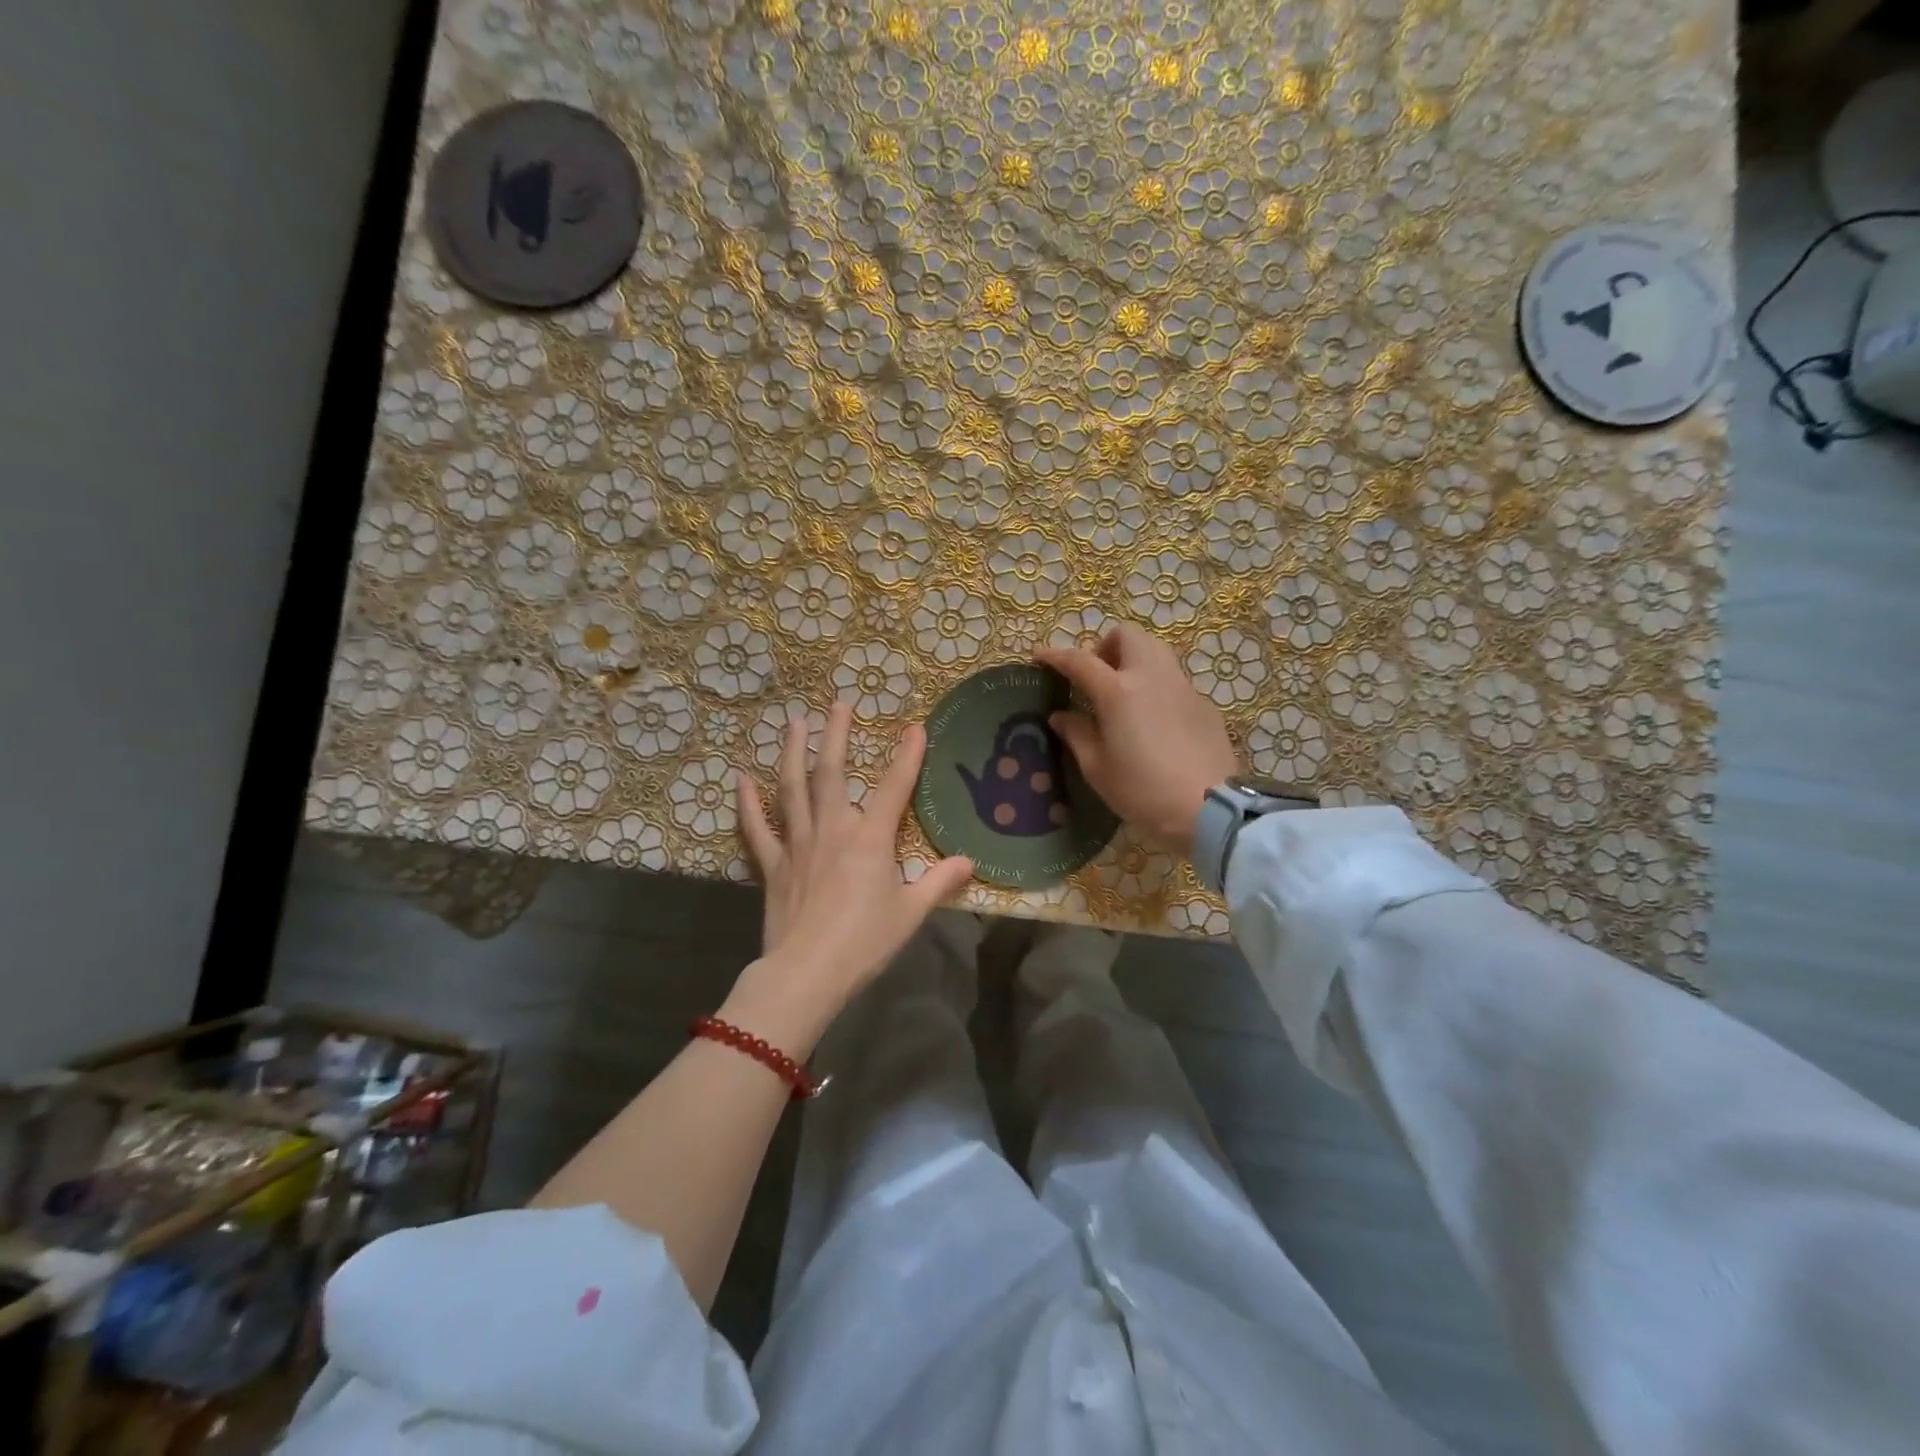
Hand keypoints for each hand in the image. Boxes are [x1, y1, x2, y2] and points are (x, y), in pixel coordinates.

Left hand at [730, 703, 973, 1051]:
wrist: (808, 973)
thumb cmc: (865, 942)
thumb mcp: (911, 913)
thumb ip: (940, 882)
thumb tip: (969, 862)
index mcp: (871, 838)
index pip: (895, 787)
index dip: (908, 755)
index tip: (915, 726)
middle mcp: (833, 829)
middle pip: (833, 772)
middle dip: (837, 734)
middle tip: (838, 703)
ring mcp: (798, 842)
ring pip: (792, 787)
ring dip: (793, 752)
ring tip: (794, 722)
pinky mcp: (773, 864)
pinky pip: (756, 827)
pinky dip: (748, 803)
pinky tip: (742, 779)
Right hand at [1035, 623, 1240, 858]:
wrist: (1210, 809)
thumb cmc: (1143, 791)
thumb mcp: (1097, 769)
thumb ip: (1077, 735)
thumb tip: (1061, 716)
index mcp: (1118, 691)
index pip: (1079, 660)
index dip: (1056, 656)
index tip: (1040, 657)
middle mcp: (1151, 677)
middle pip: (1127, 636)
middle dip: (1105, 646)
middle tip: (1095, 675)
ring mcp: (1182, 687)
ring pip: (1156, 650)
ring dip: (1134, 659)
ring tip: (1124, 692)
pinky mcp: (1203, 704)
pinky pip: (1174, 680)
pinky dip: (1156, 686)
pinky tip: (1153, 720)